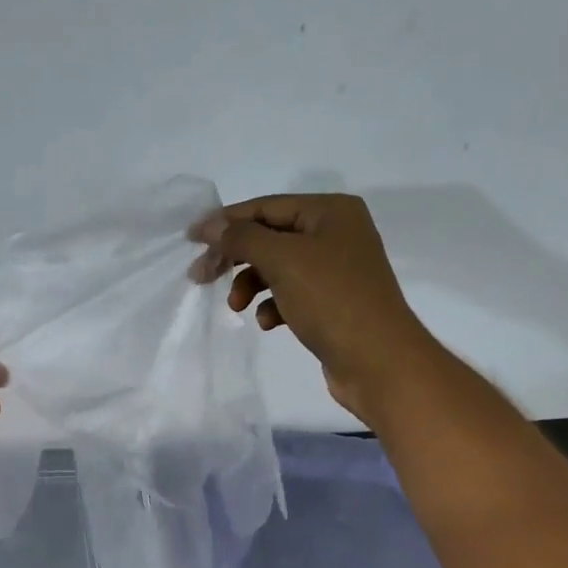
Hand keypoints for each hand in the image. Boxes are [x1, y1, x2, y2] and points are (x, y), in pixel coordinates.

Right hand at [189, 194, 428, 421]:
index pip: (266, 207)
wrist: (377, 360)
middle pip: (269, 237)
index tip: (190, 239)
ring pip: (277, 268)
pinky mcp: (332, 302)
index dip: (226, 221)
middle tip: (201, 277)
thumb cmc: (331, 299)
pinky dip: (274, 305)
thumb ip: (242, 238)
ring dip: (251, 285)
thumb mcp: (282, 260)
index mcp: (331, 211)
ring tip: (237, 307)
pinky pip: (291, 294)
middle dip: (235, 258)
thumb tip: (210, 226)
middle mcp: (336, 233)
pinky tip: (270, 322)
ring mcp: (336, 270)